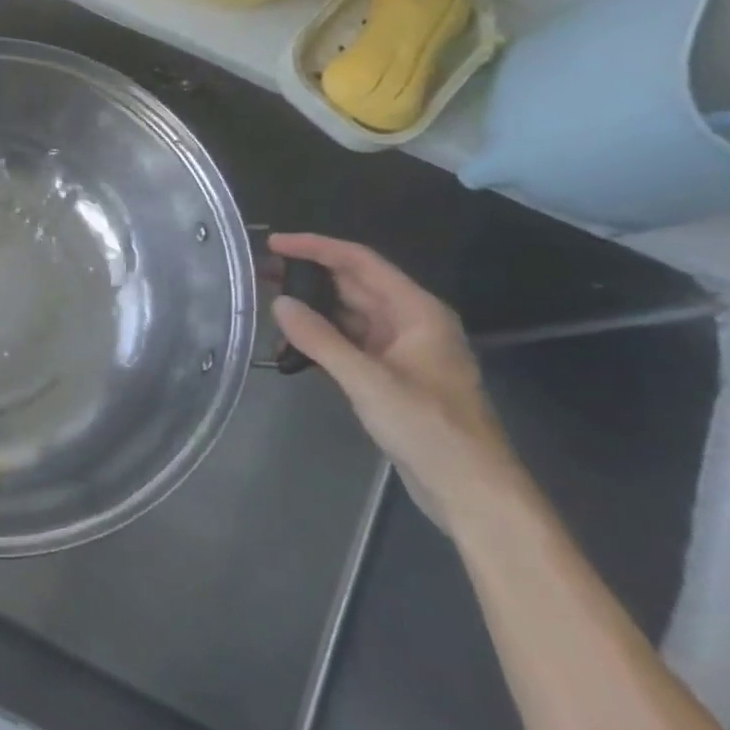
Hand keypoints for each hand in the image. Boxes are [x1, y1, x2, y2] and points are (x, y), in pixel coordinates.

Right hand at [269, 233, 529, 534]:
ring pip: (349, 314)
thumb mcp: (368, 381)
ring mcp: (400, 349)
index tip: (274, 244)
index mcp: (417, 312)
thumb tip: (279, 304)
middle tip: (260, 272)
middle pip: (355, 285)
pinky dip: (321, 337)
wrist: (469, 486)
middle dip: (309, 274)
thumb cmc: (428, 427)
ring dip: (312, 307)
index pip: (361, 263)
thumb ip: (320, 340)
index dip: (317, 248)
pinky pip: (349, 342)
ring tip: (268, 302)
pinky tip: (292, 343)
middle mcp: (410, 322)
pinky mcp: (390, 374)